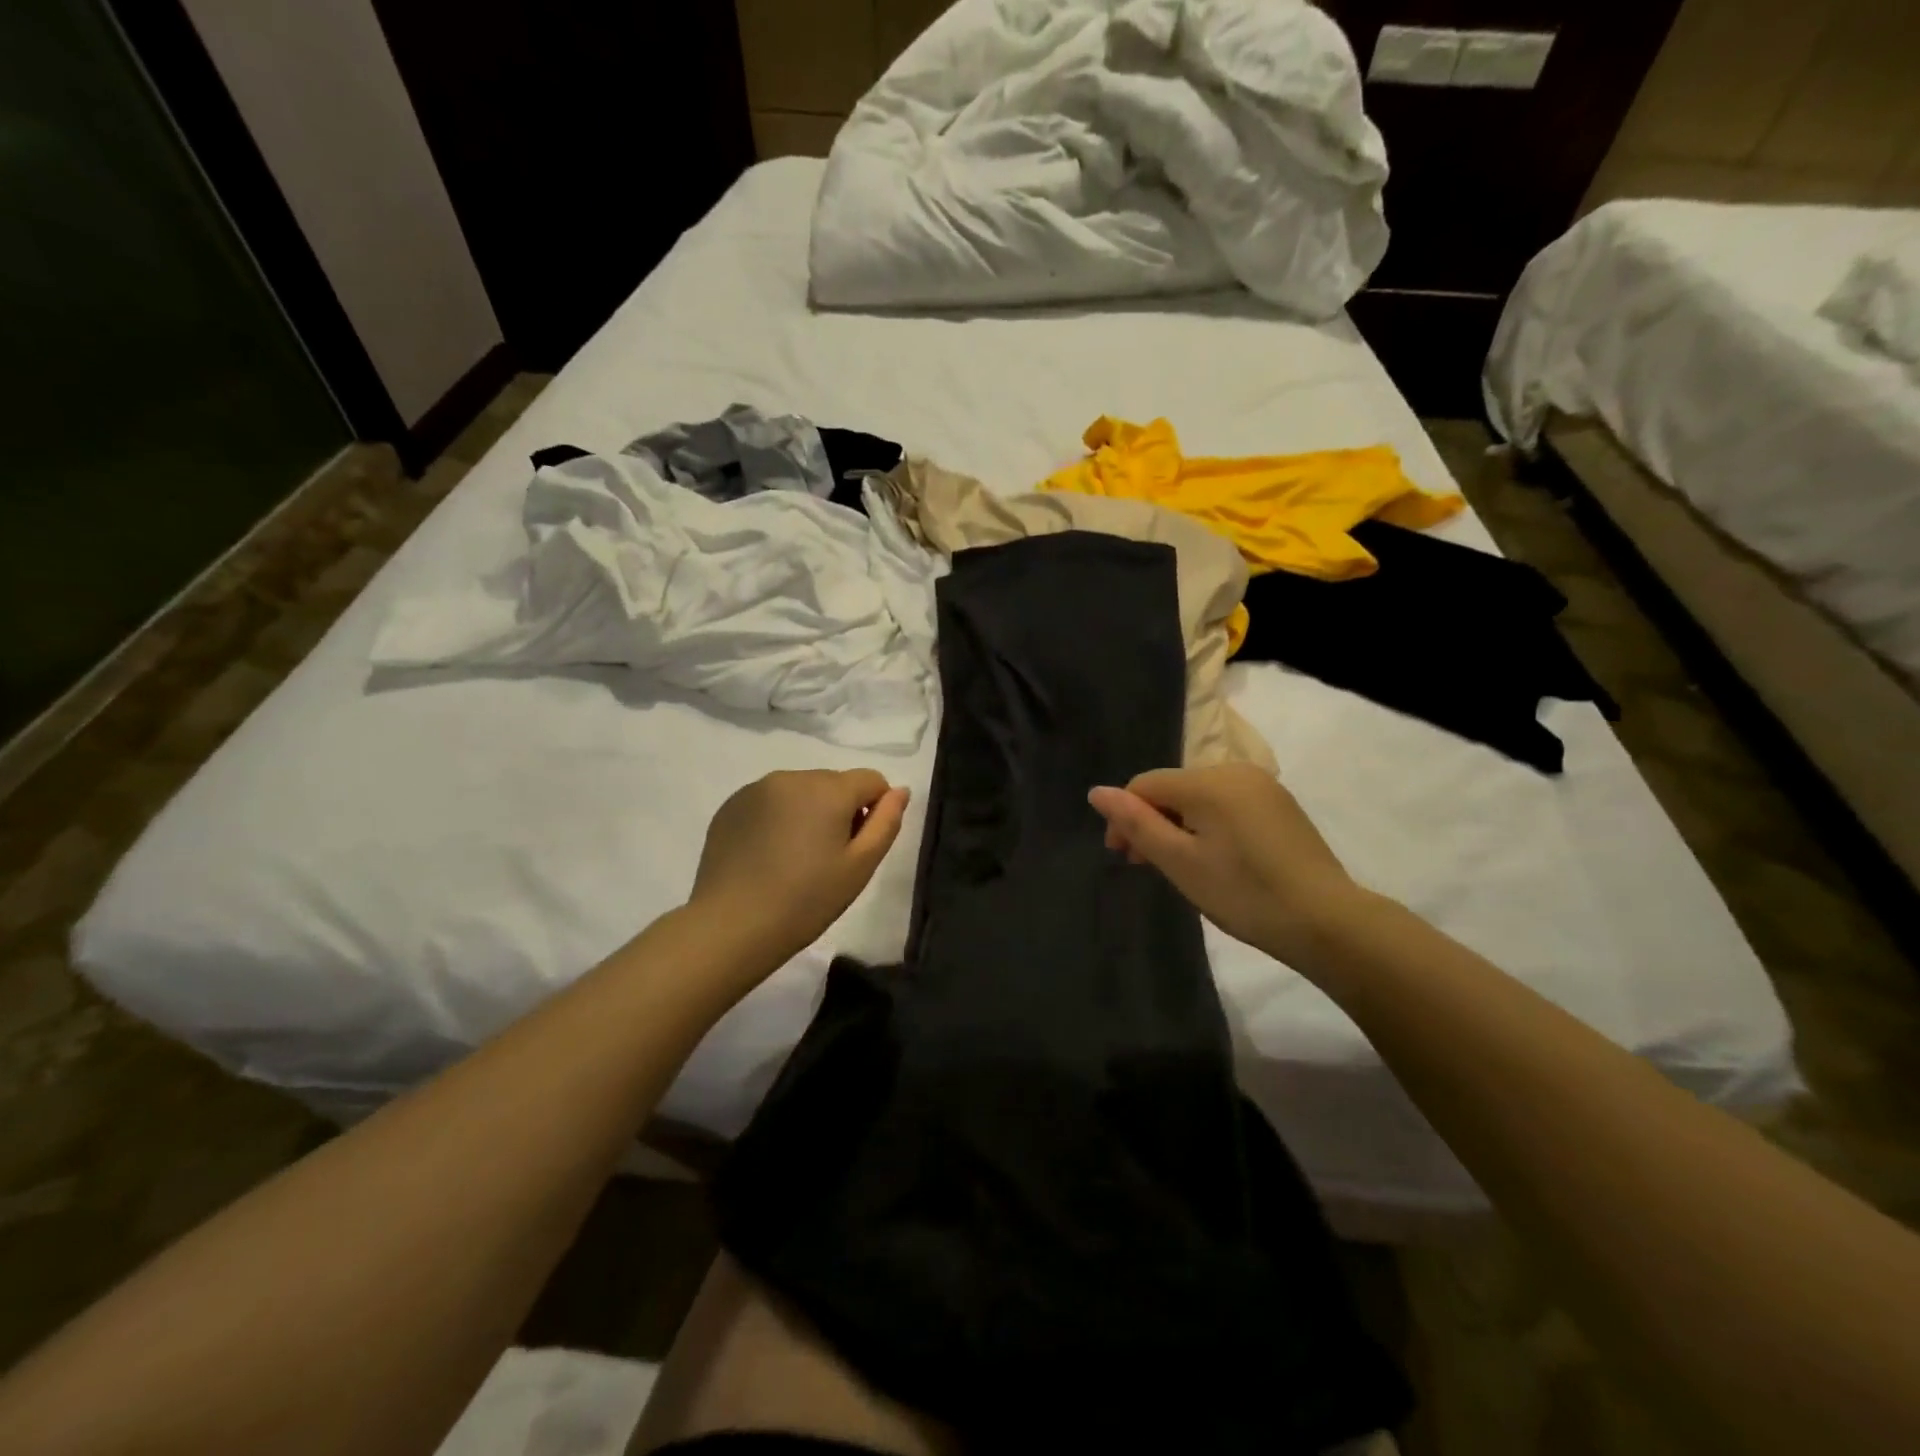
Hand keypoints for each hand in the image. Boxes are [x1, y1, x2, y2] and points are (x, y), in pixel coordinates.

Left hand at [690, 769, 909, 971]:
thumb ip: (886, 822)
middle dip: (839, 810)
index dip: (875, 809)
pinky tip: (767, 856)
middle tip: (827, 858)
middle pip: (834, 783)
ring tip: (794, 858)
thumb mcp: (860, 866)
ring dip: (808, 812)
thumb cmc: (806, 900)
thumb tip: (899, 791)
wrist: (732, 926)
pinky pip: (770, 801)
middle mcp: (793, 777)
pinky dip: (777, 819)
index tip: (858, 847)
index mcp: (829, 789)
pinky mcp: (731, 805)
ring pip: (801, 791)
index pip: (871, 780)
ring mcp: (757, 788)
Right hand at [1088, 763, 1369, 970]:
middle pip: (1173, 788)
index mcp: (1208, 780)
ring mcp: (1262, 786)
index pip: (1145, 785)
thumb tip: (1096, 792)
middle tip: (1144, 865)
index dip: (1124, 817)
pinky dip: (1208, 827)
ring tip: (1178, 866)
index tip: (1122, 857)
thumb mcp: (1180, 862)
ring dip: (1178, 826)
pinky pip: (1226, 805)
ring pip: (1199, 797)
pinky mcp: (1280, 806)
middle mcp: (1235, 771)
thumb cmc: (1244, 893)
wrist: (1328, 921)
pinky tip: (1214, 860)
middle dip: (1151, 822)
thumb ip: (1137, 824)